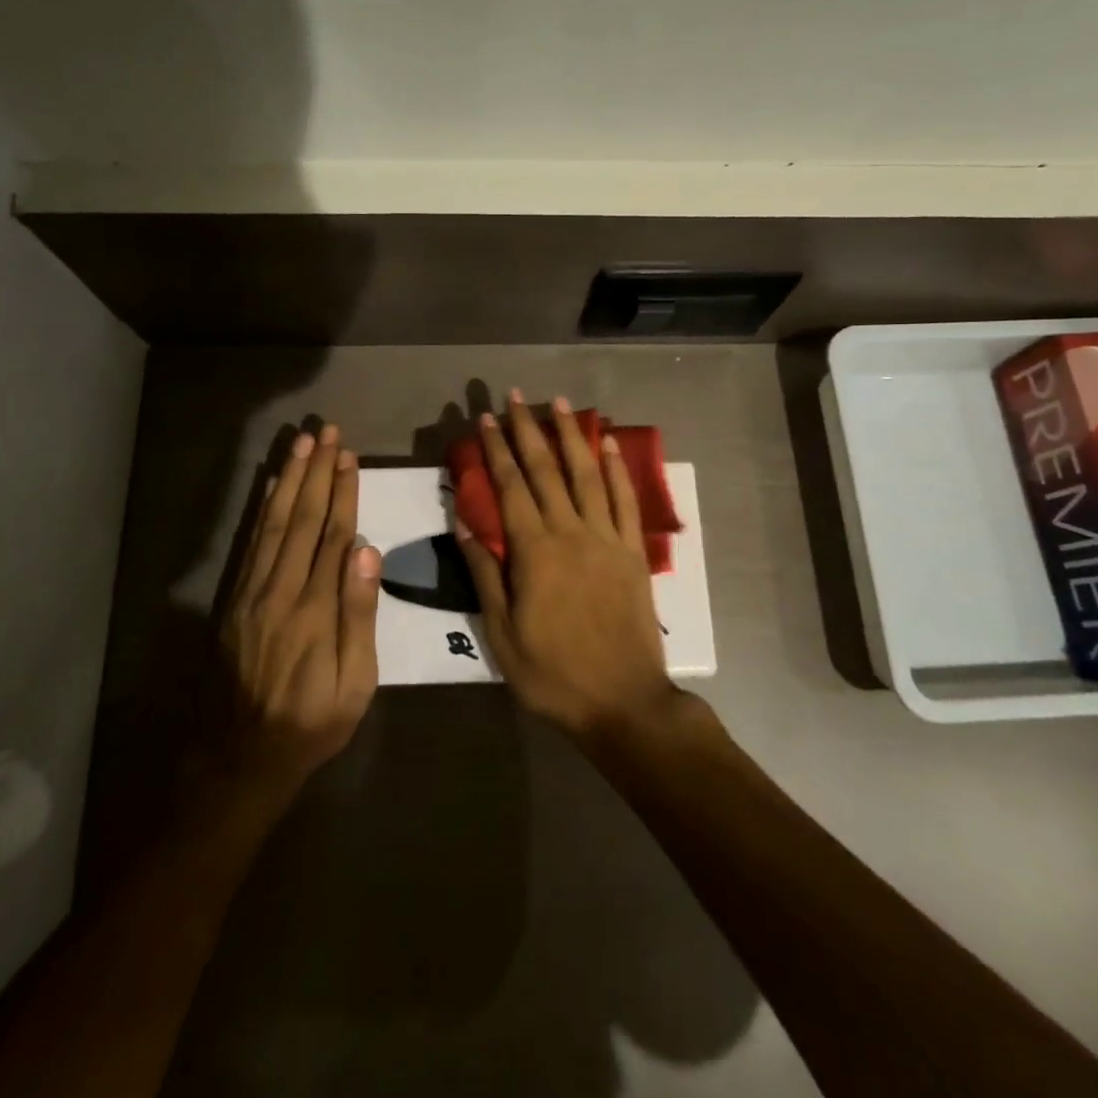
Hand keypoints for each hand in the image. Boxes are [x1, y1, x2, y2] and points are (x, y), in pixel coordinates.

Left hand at [223, 424, 380, 792]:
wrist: (241, 757)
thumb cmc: (312, 721)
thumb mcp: (354, 683)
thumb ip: (359, 614)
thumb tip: (367, 551)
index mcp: (315, 608)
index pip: (333, 535)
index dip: (342, 493)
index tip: (348, 457)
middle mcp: (280, 590)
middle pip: (302, 518)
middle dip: (315, 472)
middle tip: (325, 432)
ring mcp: (251, 593)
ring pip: (273, 523)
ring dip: (288, 480)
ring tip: (300, 445)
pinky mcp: (233, 600)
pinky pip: (249, 544)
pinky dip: (261, 509)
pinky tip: (269, 486)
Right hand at [455, 391, 678, 740]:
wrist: (623, 702)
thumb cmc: (553, 674)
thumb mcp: (502, 634)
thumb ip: (484, 574)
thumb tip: (465, 523)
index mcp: (534, 552)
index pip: (510, 487)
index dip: (496, 450)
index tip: (485, 419)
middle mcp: (570, 532)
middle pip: (545, 470)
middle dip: (527, 429)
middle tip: (514, 396)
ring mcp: (606, 538)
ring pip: (586, 474)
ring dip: (571, 435)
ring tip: (559, 402)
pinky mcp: (633, 551)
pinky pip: (624, 500)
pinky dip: (616, 469)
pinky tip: (607, 444)